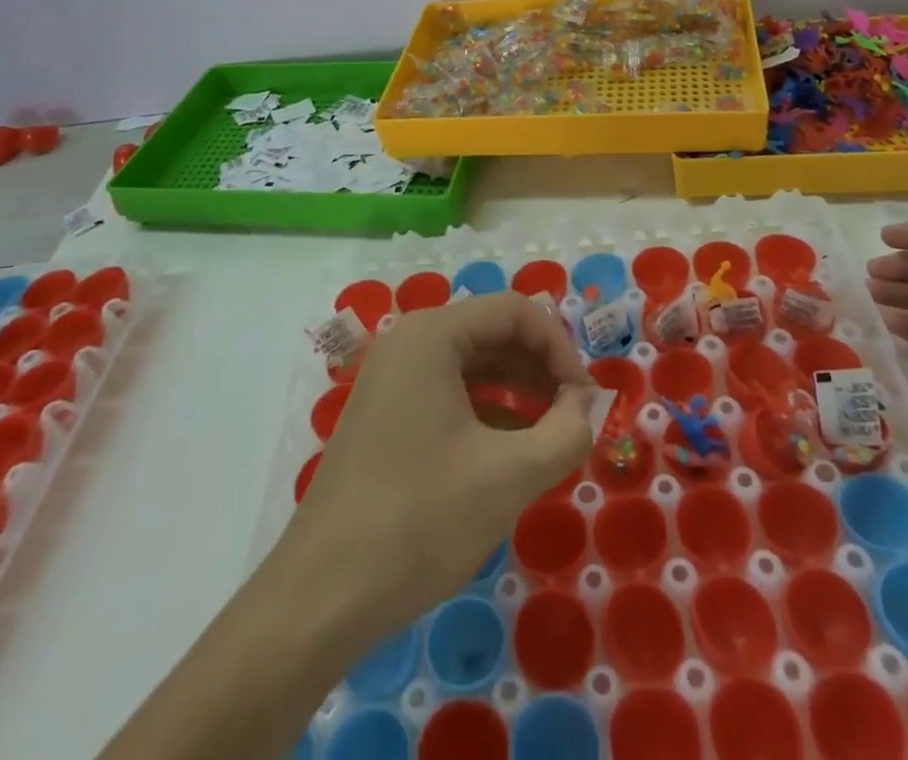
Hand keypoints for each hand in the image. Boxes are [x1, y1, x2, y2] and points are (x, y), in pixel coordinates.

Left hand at [290, 292, 595, 632]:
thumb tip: (586, 404)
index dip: (561, 348)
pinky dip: (487, 411)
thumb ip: (566, 432)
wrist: (320, 597)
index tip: (587, 401)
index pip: (515, 311)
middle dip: (541, 368)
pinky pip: (449, 392)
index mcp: (432, 335)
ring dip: (518, 390)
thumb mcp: (509, 476)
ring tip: (551, 434)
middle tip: (575, 417)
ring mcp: (391, 377)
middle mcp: (408, 341)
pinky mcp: (385, 413)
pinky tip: (510, 451)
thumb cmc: (419, 521)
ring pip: (472, 364)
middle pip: (493, 332)